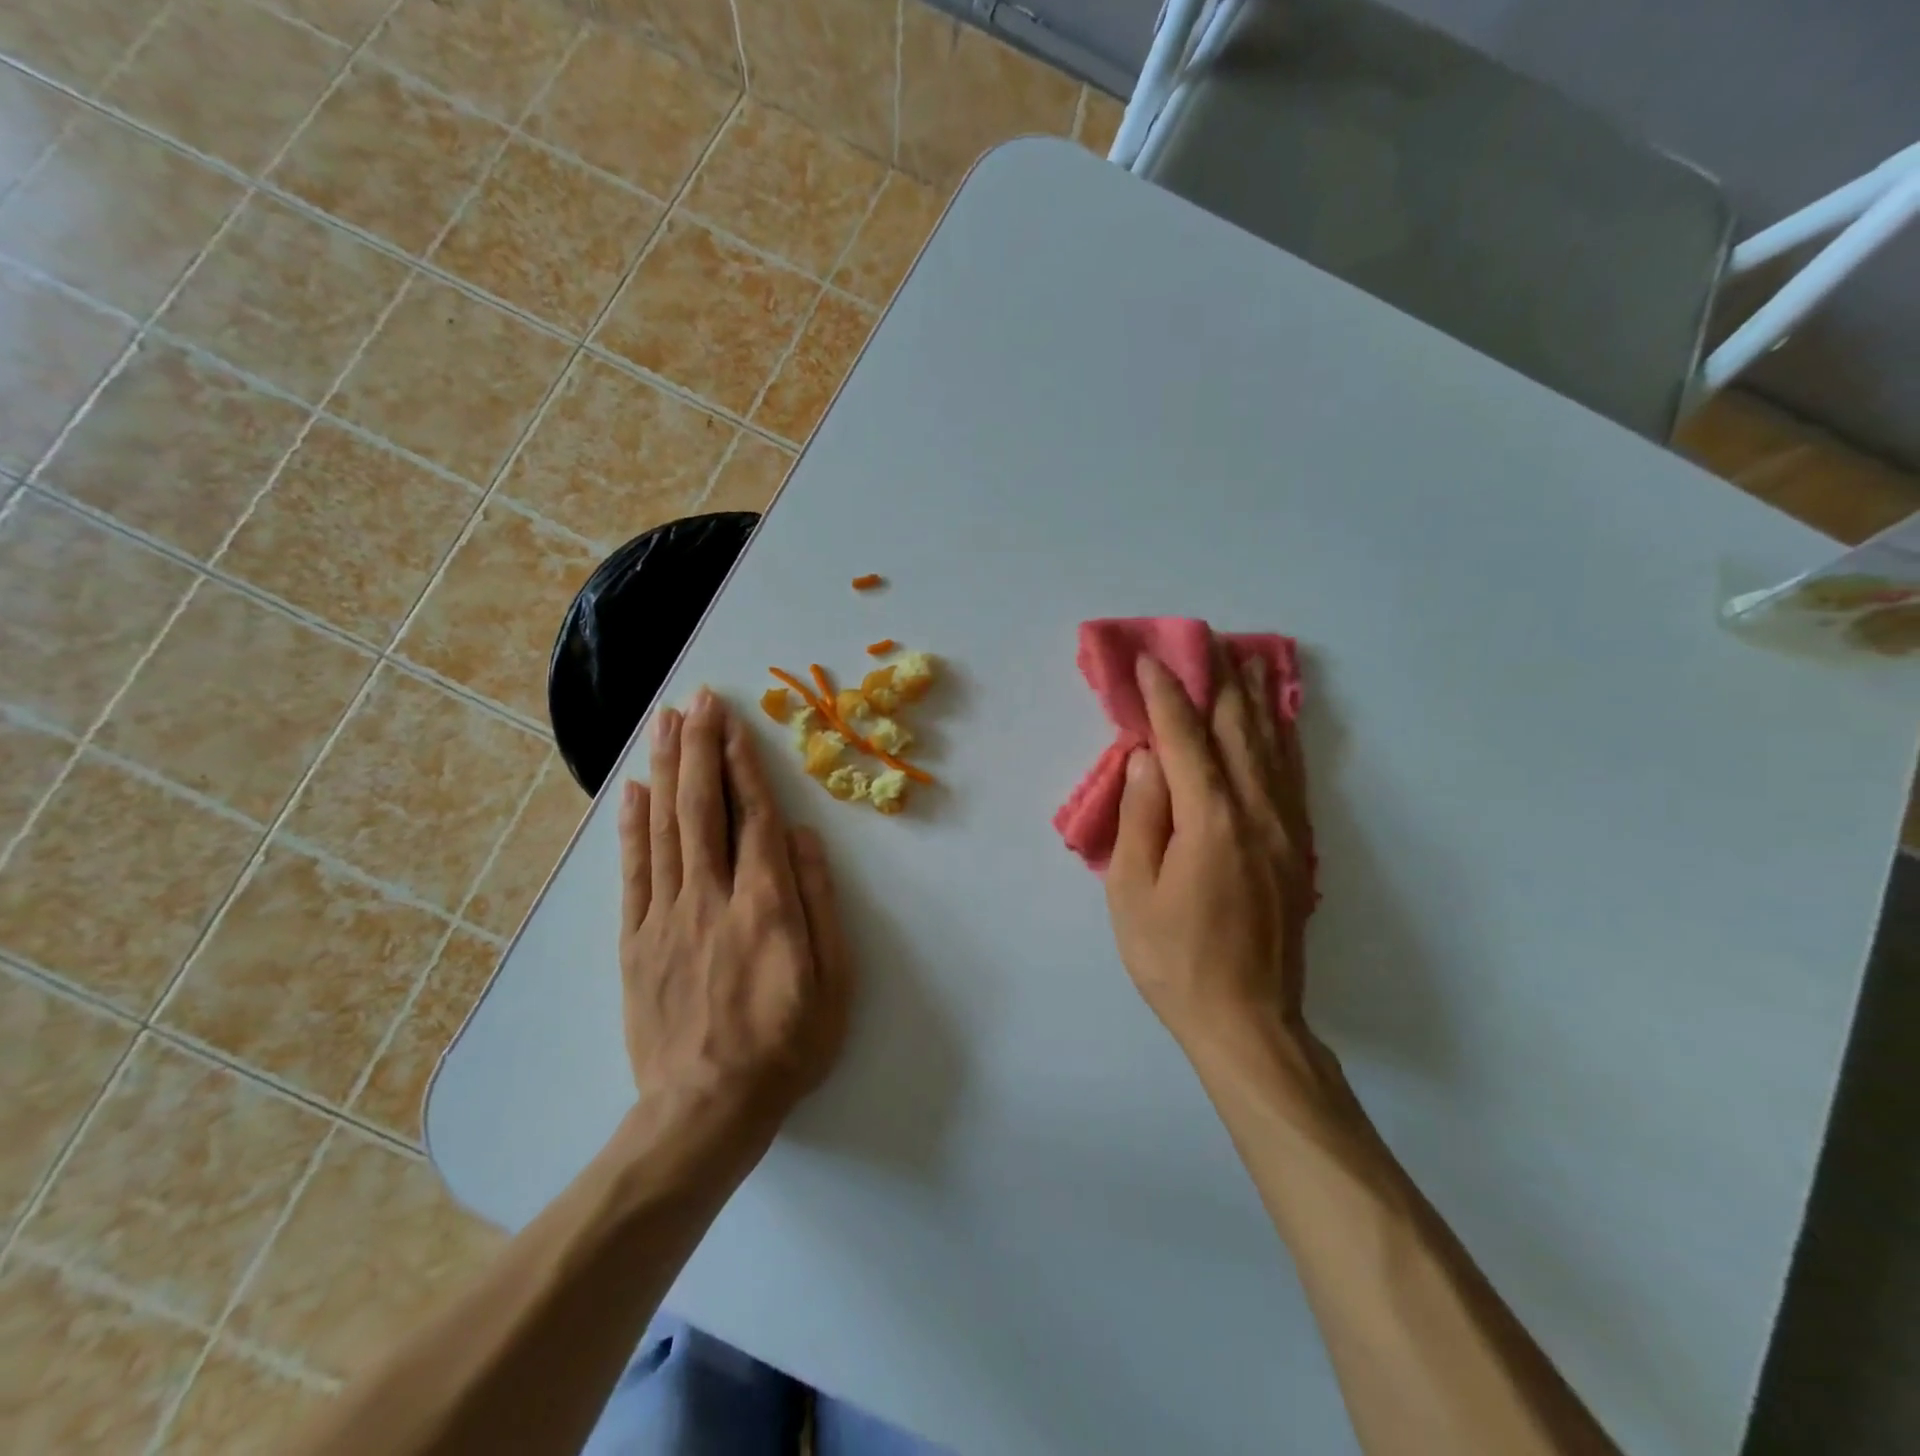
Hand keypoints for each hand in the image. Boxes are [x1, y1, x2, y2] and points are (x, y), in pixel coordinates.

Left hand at [617, 688, 854, 1146]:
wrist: (706, 1111)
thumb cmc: (787, 1045)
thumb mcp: (834, 981)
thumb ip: (819, 903)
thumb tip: (802, 837)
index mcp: (766, 905)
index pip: (752, 817)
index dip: (743, 764)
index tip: (734, 721)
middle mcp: (711, 897)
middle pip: (702, 807)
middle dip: (700, 747)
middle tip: (697, 700)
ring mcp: (666, 916)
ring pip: (663, 828)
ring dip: (666, 769)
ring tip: (665, 723)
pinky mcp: (635, 940)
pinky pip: (631, 872)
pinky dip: (630, 826)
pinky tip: (632, 789)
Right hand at [1105, 642, 1320, 1068]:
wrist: (1247, 1020)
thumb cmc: (1174, 958)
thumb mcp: (1133, 891)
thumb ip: (1142, 816)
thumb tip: (1148, 756)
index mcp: (1210, 821)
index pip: (1185, 739)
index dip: (1166, 696)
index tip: (1151, 660)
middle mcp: (1256, 813)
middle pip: (1238, 730)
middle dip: (1219, 681)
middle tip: (1205, 640)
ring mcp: (1285, 829)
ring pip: (1272, 747)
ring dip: (1257, 699)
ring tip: (1247, 660)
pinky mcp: (1298, 848)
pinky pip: (1292, 777)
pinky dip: (1283, 738)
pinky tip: (1278, 721)